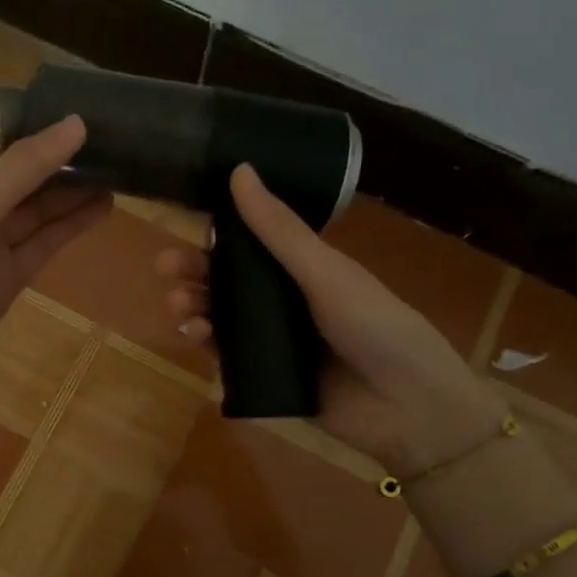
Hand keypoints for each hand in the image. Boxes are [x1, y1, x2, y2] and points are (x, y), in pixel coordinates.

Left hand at [0, 116, 109, 405]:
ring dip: (74, 192)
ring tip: (119, 170)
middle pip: (25, 175)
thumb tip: (76, 124)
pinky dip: (71, 227)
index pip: (1, 143)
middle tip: (116, 141)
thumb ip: (22, 170)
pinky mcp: (8, 277)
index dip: (41, 128)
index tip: (88, 113)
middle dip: (64, 160)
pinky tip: (103, 208)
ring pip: (39, 210)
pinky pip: (44, 243)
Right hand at [158, 165, 501, 473]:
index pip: (249, 243)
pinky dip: (207, 344)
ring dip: (195, 305)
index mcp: (304, 268)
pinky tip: (195, 336)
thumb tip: (240, 169)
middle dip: (195, 271)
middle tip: (167, 268)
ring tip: (180, 306)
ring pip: (222, 316)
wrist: (409, 408)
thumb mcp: (325, 272)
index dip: (215, 233)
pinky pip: (228, 356)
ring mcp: (277, 341)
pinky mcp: (269, 378)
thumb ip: (280, 229)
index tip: (182, 224)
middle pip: (228, 280)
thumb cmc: (375, 326)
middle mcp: (287, 300)